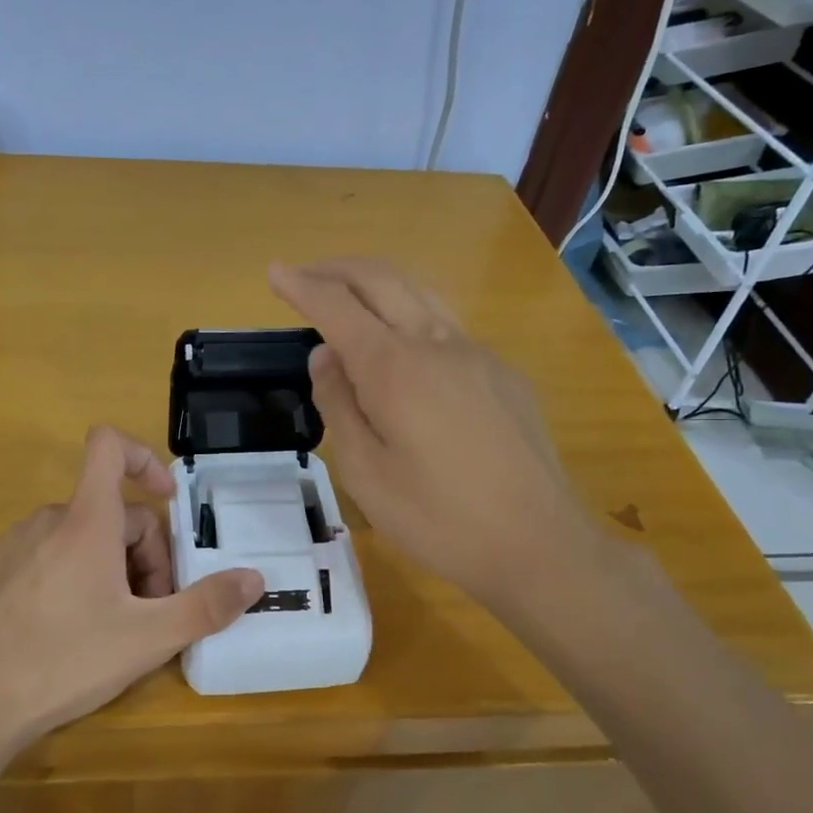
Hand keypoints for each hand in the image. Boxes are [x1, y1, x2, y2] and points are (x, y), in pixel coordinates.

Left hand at [0, 427, 264, 746]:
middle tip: (153, 612)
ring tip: (116, 628)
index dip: (144, 458)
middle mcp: (48, 520)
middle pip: (112, 513)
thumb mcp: (147, 638)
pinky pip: (49, 557)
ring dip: (112, 569)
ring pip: (82, 539)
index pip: (109, 446)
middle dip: (144, 555)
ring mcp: (15, 545)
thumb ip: (206, 606)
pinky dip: (75, 577)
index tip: (168, 499)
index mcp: (86, 520)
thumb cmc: (64, 660)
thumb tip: (254, 579)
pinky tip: (72, 632)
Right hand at [269, 257, 609, 616]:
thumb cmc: (437, 518)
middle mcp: (436, 342)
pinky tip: (402, 349)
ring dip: (375, 283)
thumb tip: (326, 355)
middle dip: (336, 268)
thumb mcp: (364, 472)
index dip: (301, 285)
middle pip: (381, 278)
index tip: (274, 270)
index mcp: (394, 367)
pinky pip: (446, 326)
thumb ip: (338, 405)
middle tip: (303, 275)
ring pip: (419, 293)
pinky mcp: (502, 374)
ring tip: (346, 297)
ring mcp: (477, 354)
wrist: (538, 544)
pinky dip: (409, 315)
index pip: (337, 304)